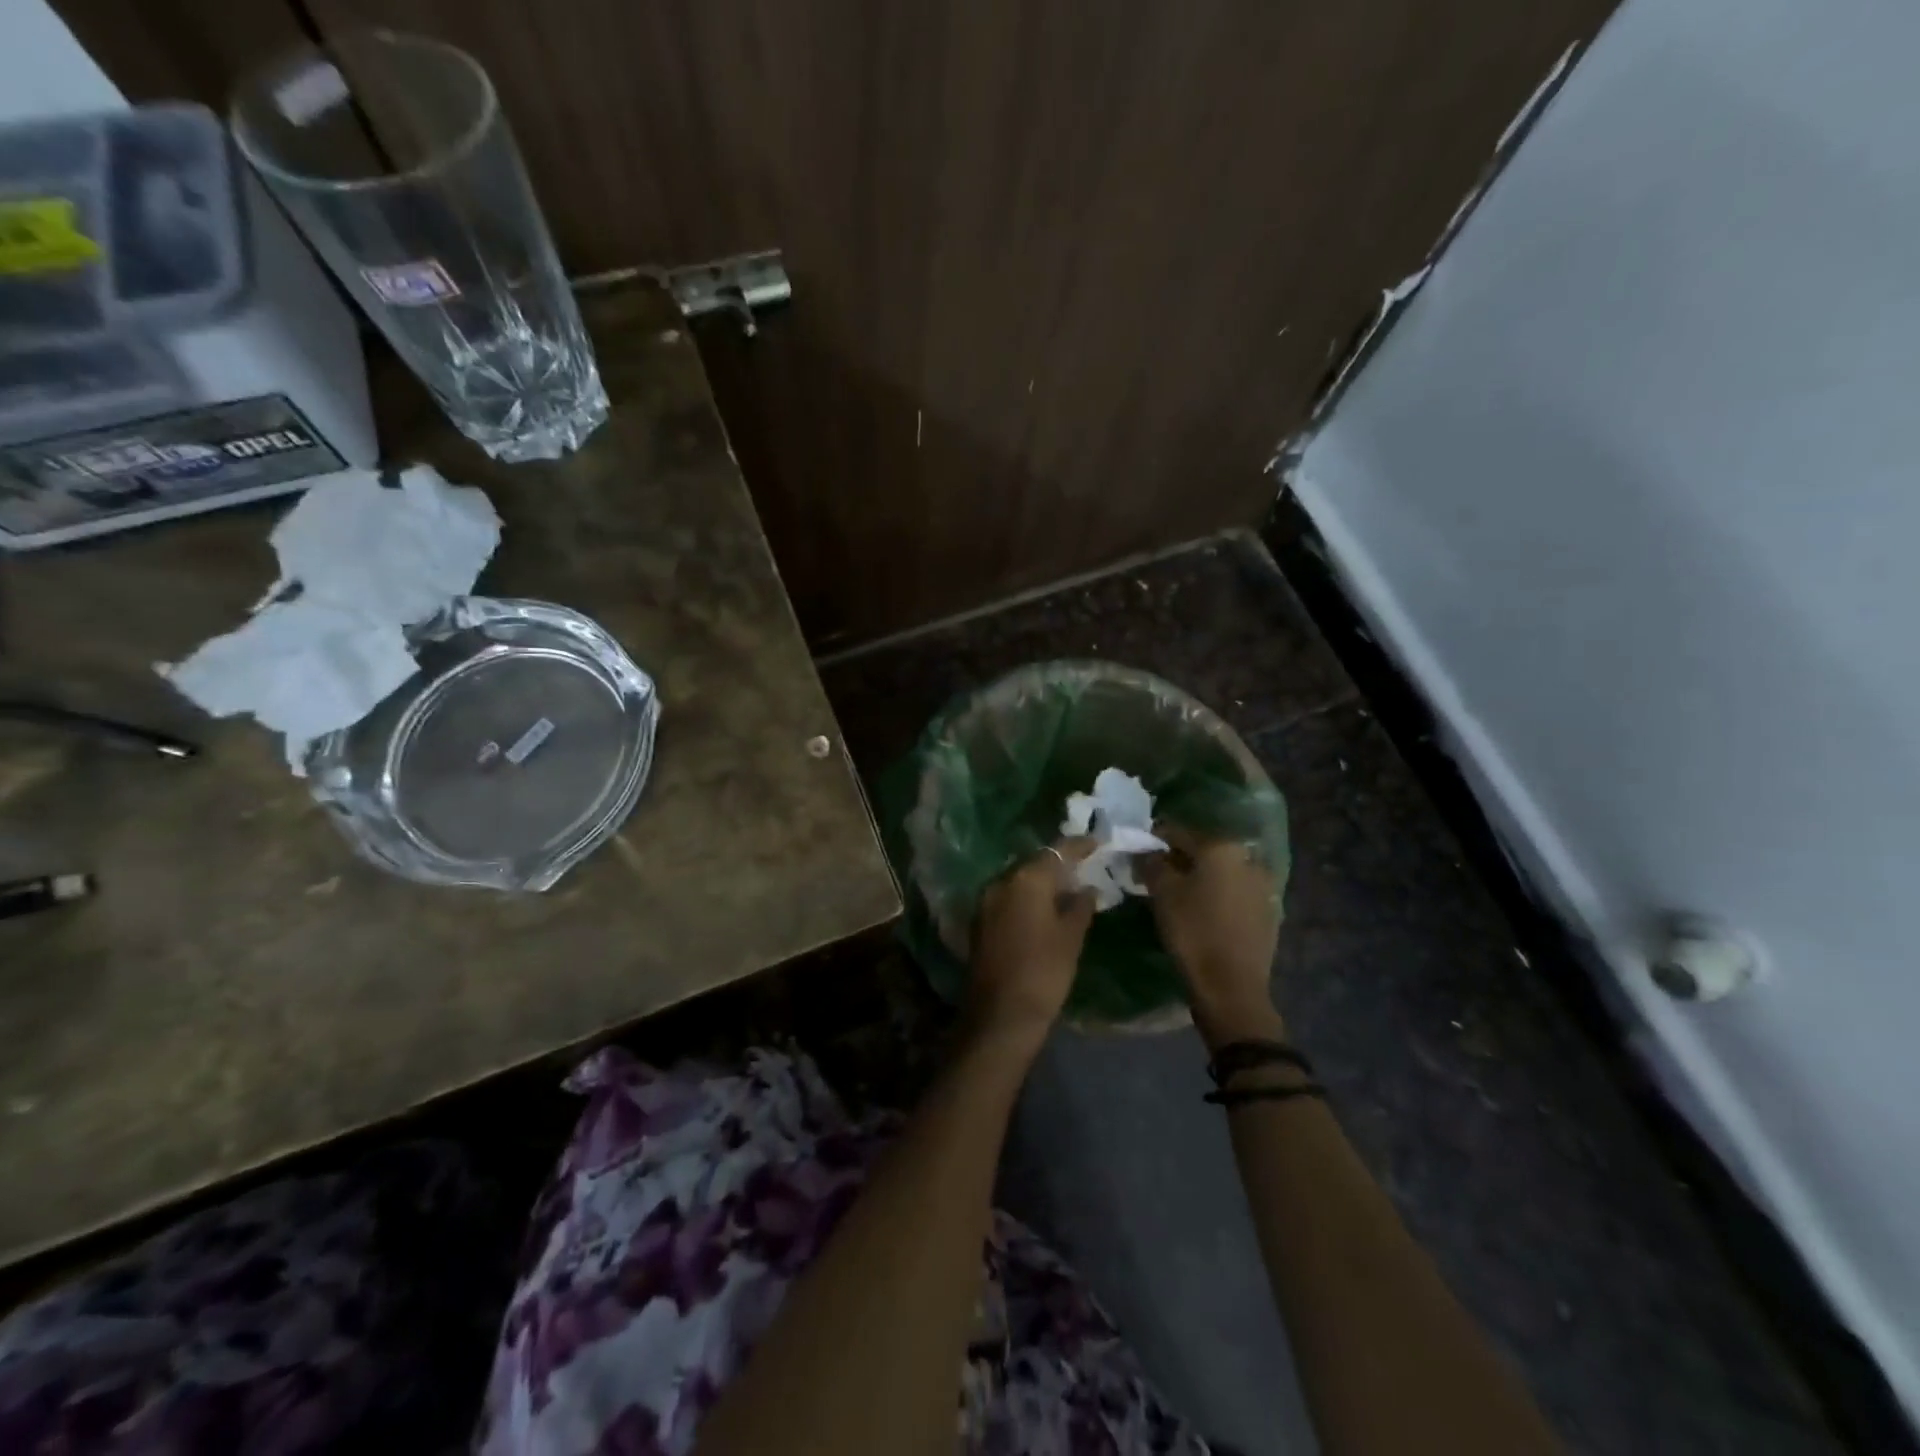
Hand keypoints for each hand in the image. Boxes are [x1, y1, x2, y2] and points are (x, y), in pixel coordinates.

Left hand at [968, 839, 1095, 1045]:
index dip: (1078, 846)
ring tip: (1067, 888)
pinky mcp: (980, 922)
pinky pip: (1008, 898)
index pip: (1056, 851)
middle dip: (1058, 864)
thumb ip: (1080, 906)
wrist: (1000, 1016)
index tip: (1097, 842)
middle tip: (1084, 867)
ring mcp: (986, 902)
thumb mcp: (1071, 938)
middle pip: (1034, 863)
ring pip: (1019, 881)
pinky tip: (1044, 909)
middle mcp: (1001, 882)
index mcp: (1026, 880)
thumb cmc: (1044, 973)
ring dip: (1041, 882)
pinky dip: (1026, 898)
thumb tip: (1087, 888)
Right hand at [1140, 824, 1283, 1045]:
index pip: (1178, 832)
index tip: (1138, 853)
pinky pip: (1234, 894)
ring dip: (1200, 878)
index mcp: (1221, 847)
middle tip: (1156, 876)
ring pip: (1221, 872)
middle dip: (1179, 860)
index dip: (1154, 841)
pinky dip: (1217, 896)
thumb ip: (1152, 863)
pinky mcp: (1268, 912)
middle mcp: (1247, 859)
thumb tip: (1148, 852)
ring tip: (1179, 896)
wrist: (1232, 988)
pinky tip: (1203, 913)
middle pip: (1203, 851)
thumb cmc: (1193, 933)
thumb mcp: (1162, 894)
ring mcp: (1262, 886)